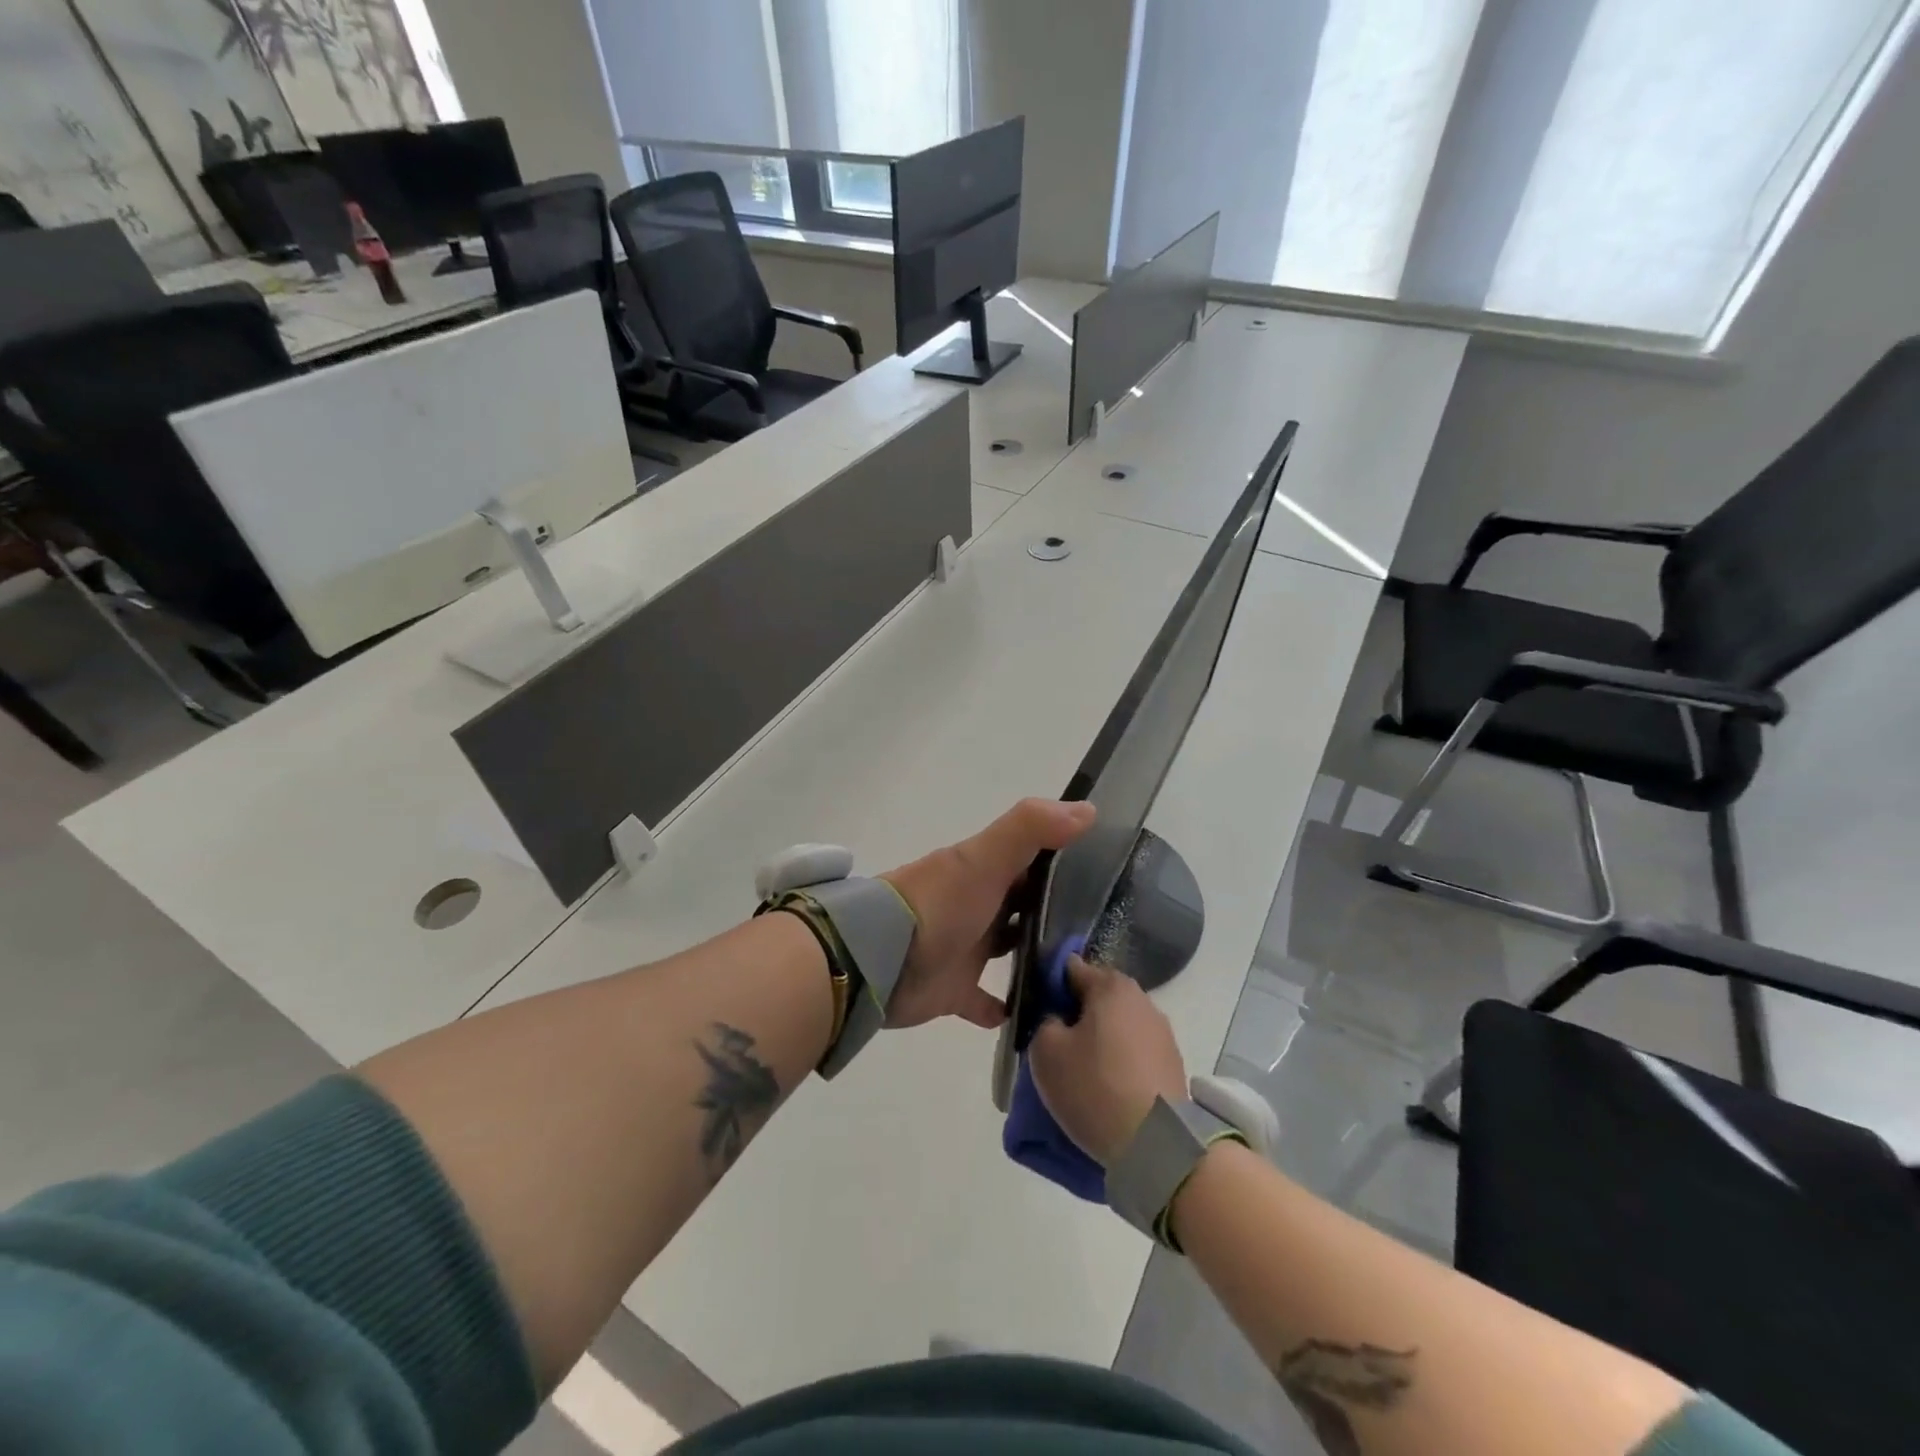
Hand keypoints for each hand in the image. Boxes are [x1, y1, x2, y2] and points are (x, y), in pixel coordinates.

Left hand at [879, 798, 1096, 1030]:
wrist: (880, 960)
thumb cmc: (939, 904)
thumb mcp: (985, 857)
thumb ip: (1031, 828)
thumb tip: (1089, 809)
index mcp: (983, 871)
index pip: (1032, 859)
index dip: (1066, 861)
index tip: (1110, 874)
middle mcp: (977, 905)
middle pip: (1023, 904)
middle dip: (1056, 911)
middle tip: (1107, 929)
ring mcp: (964, 948)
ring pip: (1009, 948)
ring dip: (1037, 955)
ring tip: (1085, 972)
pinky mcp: (954, 990)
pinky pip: (986, 1002)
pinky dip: (1007, 1007)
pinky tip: (1040, 1016)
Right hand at [1029, 957, 1186, 1165]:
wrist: (1157, 1144)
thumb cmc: (1094, 1086)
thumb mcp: (1046, 1051)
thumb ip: (1045, 1022)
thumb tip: (1059, 1021)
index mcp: (1111, 986)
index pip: (1071, 968)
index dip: (1049, 985)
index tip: (1036, 1011)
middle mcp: (1142, 999)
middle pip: (1098, 997)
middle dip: (1076, 1014)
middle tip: (1055, 1044)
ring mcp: (1162, 1032)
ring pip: (1117, 1025)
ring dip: (1099, 1039)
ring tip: (1080, 1071)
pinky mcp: (1172, 1064)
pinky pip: (1134, 1052)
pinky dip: (1119, 1062)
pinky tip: (1106, 1087)